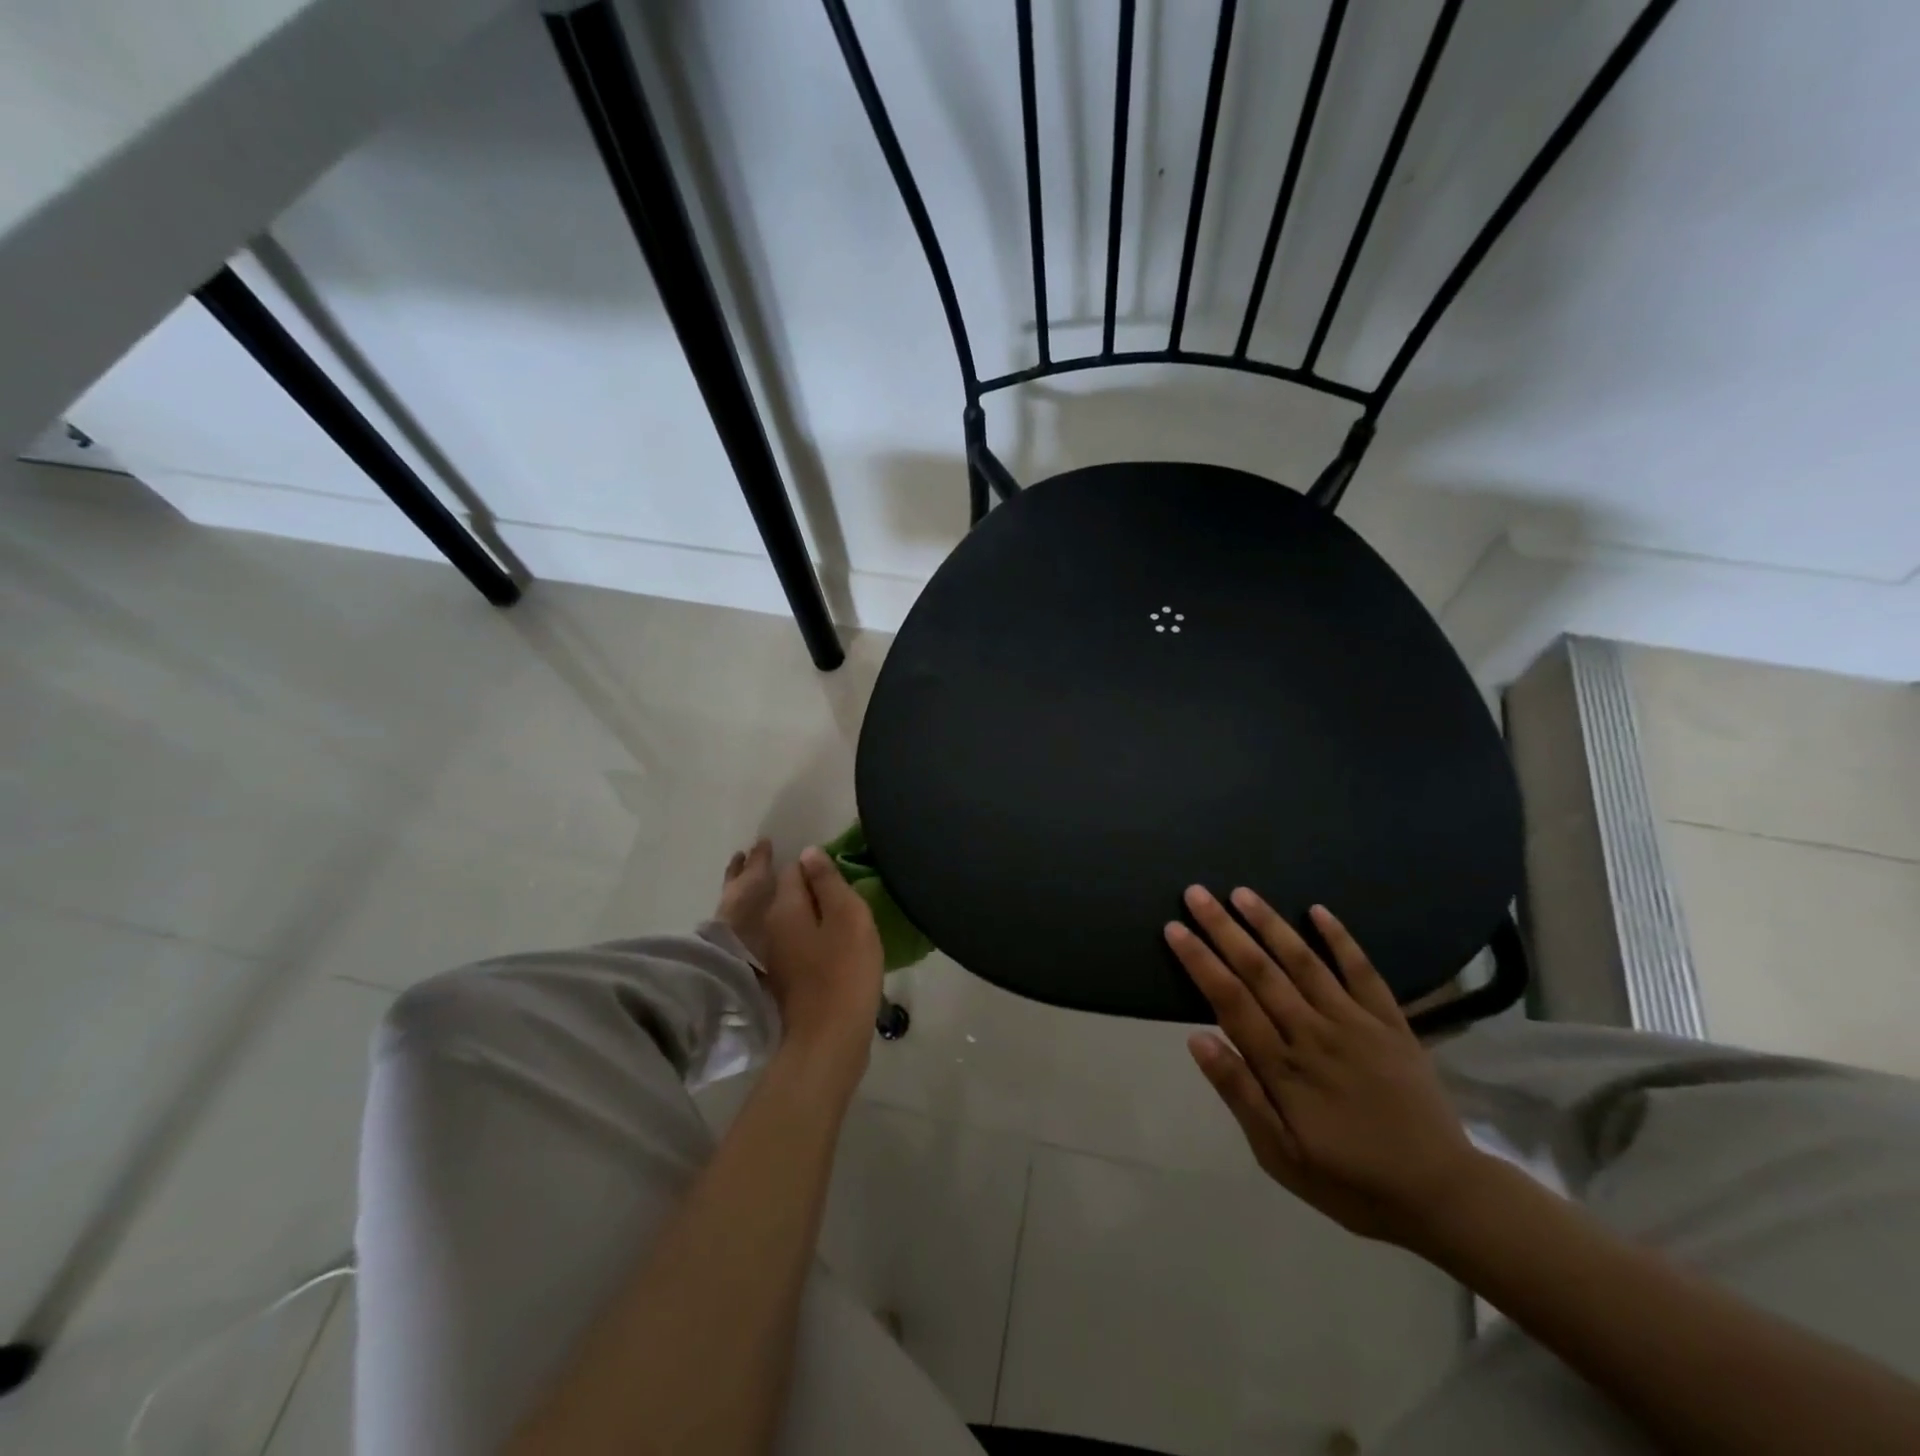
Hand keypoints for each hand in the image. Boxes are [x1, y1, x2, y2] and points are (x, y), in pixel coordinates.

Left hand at [758, 847, 883, 1077]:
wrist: (829, 1039)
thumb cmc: (844, 971)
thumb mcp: (847, 916)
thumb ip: (828, 882)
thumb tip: (808, 852)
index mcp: (785, 908)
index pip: (793, 869)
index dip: (812, 862)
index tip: (832, 863)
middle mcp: (771, 928)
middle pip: (783, 894)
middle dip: (799, 883)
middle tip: (824, 877)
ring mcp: (776, 957)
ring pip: (787, 919)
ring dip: (800, 908)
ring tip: (826, 903)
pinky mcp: (786, 980)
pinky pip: (791, 942)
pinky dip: (802, 932)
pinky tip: (821, 938)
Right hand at [1166, 887, 1489, 1248]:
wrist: (1443, 1196)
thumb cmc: (1350, 1181)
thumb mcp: (1280, 1156)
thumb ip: (1240, 1094)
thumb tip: (1196, 1039)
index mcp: (1284, 1068)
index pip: (1230, 1000)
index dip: (1199, 961)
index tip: (1174, 928)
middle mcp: (1315, 1034)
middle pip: (1261, 971)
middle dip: (1224, 929)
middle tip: (1196, 893)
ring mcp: (1356, 1024)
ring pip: (1305, 962)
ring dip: (1270, 924)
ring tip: (1241, 893)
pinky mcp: (1391, 1023)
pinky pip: (1363, 972)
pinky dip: (1341, 939)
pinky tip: (1319, 911)